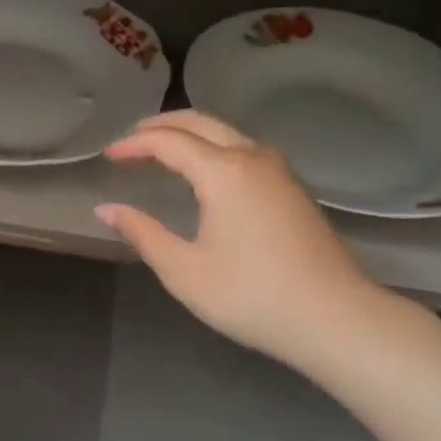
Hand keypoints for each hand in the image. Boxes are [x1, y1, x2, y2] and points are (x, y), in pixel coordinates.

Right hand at [96, 110, 384, 376]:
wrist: (334, 318)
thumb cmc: (251, 296)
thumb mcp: (184, 271)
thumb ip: (143, 234)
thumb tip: (106, 209)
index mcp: (223, 172)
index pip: (168, 142)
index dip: (134, 144)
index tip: (108, 156)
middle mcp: (252, 157)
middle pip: (200, 122)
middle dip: (162, 125)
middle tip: (132, 139)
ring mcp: (279, 170)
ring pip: (228, 132)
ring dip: (192, 133)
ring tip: (164, 150)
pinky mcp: (293, 188)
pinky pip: (246, 149)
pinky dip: (215, 147)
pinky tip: (207, 172)